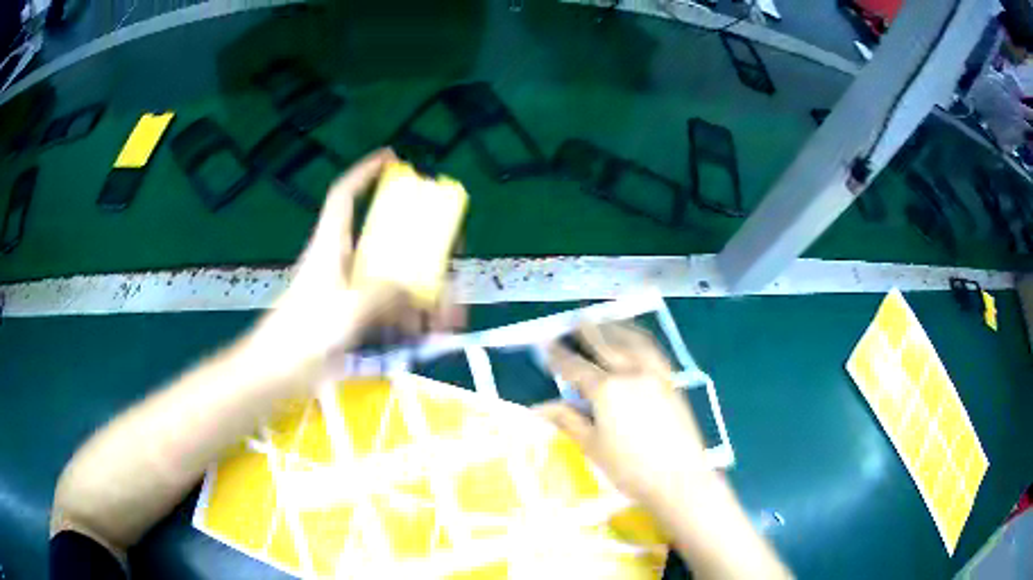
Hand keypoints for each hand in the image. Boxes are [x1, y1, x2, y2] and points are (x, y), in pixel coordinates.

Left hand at [246, 149, 463, 377]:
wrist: (277, 373)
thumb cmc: (304, 334)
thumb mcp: (348, 308)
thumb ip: (385, 293)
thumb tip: (414, 289)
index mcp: (331, 245)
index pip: (345, 196)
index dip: (365, 173)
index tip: (391, 159)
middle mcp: (342, 262)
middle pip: (386, 241)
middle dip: (423, 249)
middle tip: (453, 254)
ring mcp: (348, 292)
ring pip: (394, 281)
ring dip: (425, 296)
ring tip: (451, 318)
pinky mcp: (352, 319)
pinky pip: (390, 311)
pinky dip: (412, 321)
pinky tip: (433, 336)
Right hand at [538, 322, 710, 505]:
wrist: (679, 479)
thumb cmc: (630, 469)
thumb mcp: (592, 447)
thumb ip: (568, 421)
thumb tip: (541, 406)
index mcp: (606, 390)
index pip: (576, 367)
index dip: (559, 356)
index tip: (547, 345)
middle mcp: (631, 373)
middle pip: (606, 344)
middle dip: (589, 331)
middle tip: (576, 320)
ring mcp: (655, 375)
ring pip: (633, 341)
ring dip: (617, 328)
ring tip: (606, 320)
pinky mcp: (672, 381)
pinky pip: (654, 351)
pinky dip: (641, 339)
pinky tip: (637, 340)